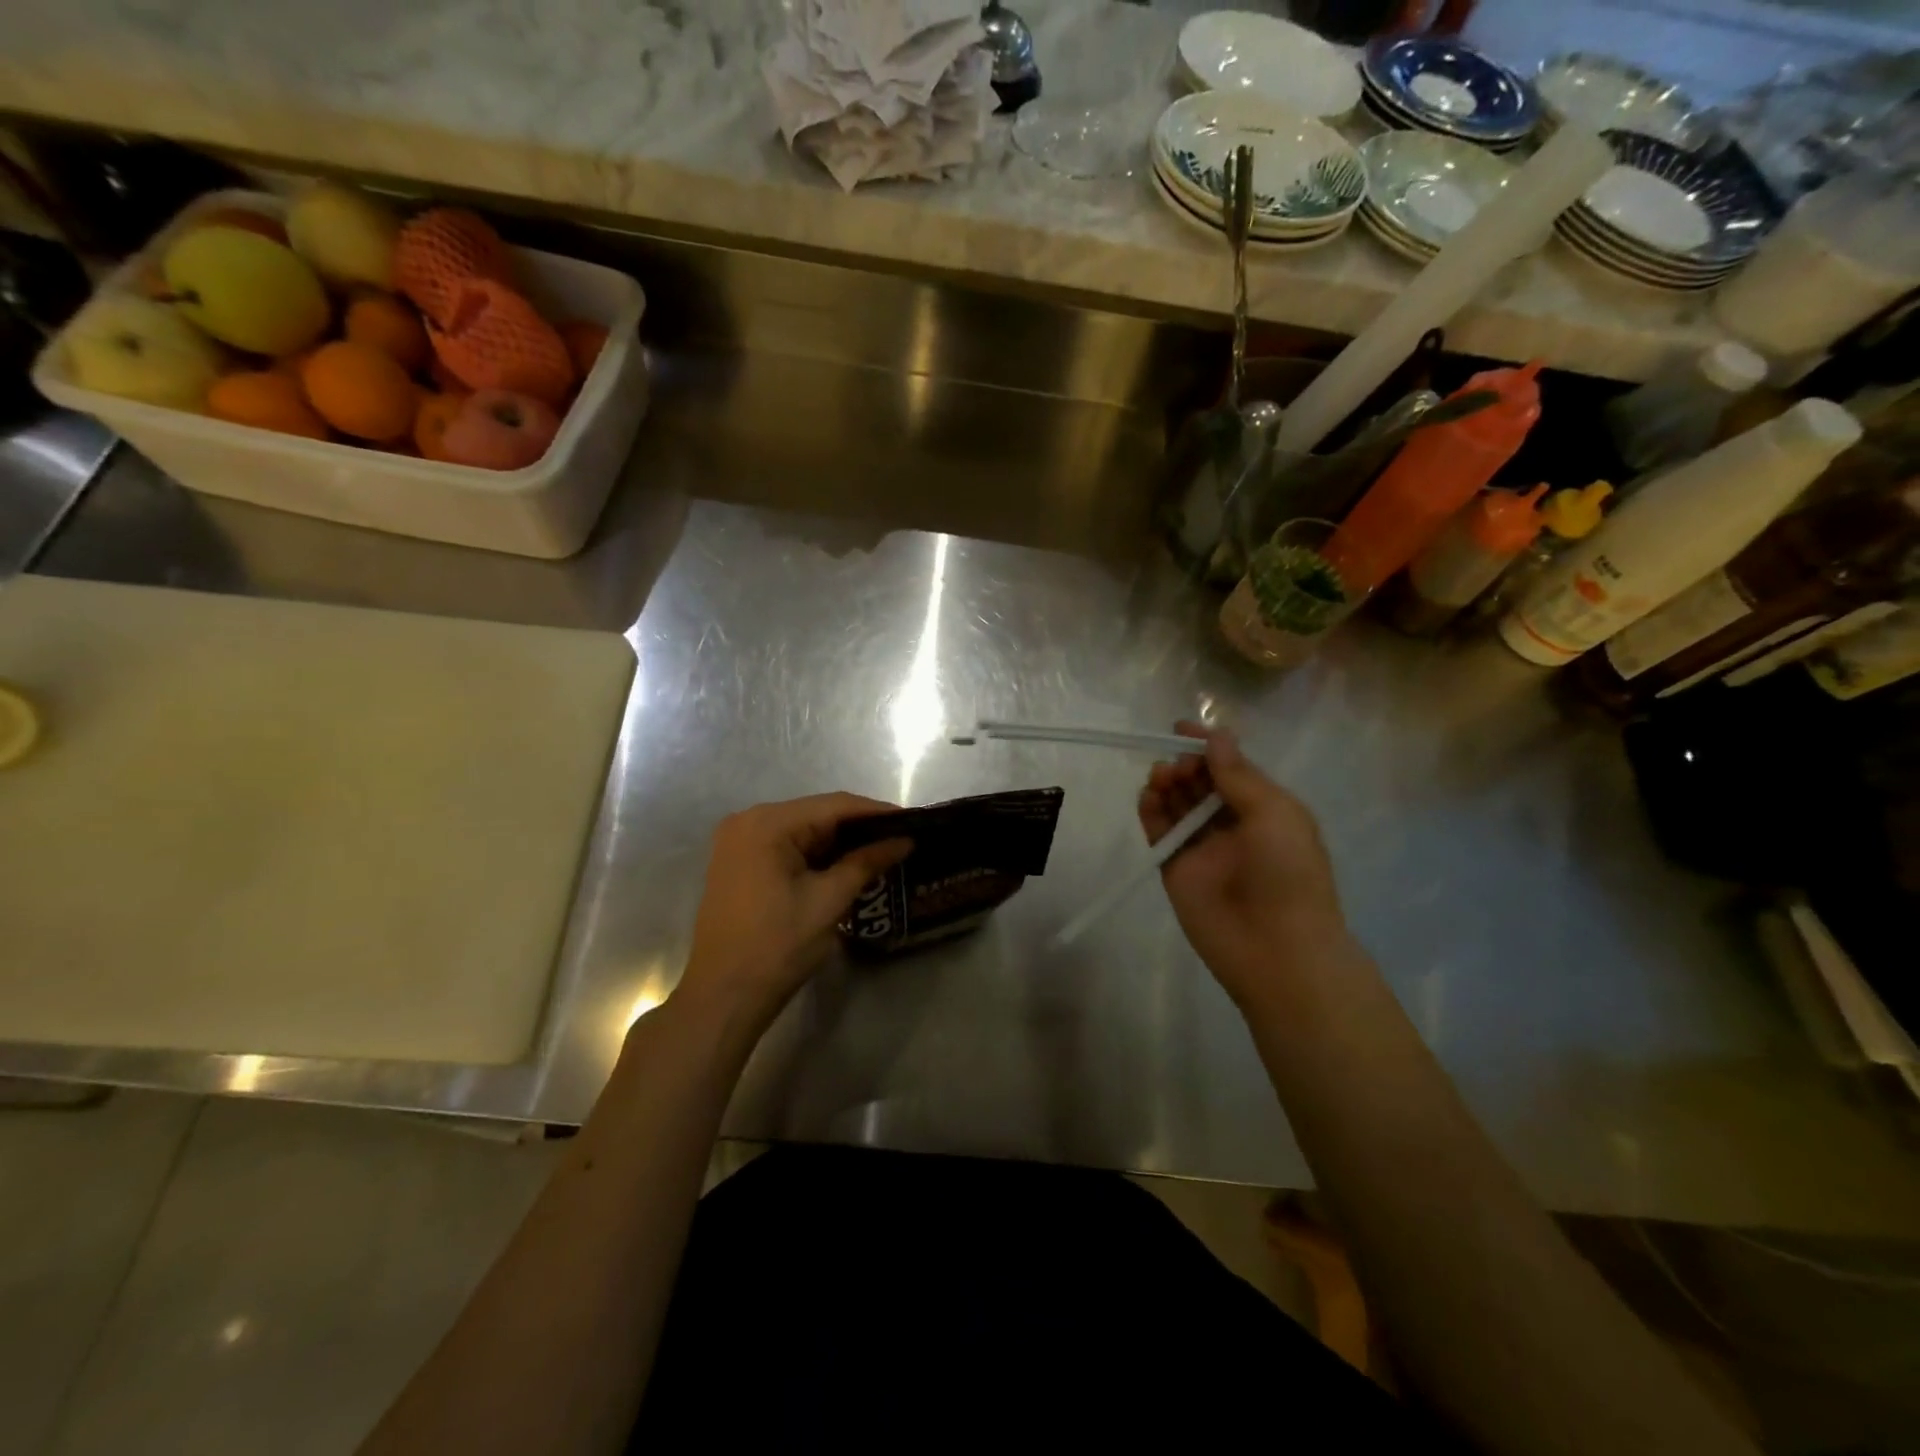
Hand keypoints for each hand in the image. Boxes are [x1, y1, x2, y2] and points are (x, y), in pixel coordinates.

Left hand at [672, 794, 911, 1039]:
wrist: (723, 998)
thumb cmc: (777, 947)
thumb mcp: (828, 902)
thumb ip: (866, 862)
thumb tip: (905, 840)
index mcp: (766, 824)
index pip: (833, 806)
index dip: (876, 812)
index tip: (913, 820)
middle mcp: (747, 821)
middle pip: (816, 814)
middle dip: (859, 827)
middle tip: (901, 837)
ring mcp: (738, 842)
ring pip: (802, 830)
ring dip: (839, 841)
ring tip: (883, 849)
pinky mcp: (738, 863)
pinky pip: (786, 847)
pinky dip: (816, 854)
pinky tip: (846, 863)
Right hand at [1138, 722, 1348, 1009]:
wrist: (1275, 948)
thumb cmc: (1287, 873)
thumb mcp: (1274, 813)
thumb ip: (1239, 775)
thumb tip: (1216, 737)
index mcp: (1265, 809)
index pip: (1231, 768)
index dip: (1208, 747)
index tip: (1180, 728)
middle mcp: (1232, 824)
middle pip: (1200, 783)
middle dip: (1186, 764)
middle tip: (1179, 764)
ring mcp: (1202, 847)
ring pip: (1177, 804)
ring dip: (1167, 783)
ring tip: (1161, 777)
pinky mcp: (1175, 868)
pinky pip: (1159, 832)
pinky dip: (1150, 810)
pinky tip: (1148, 795)